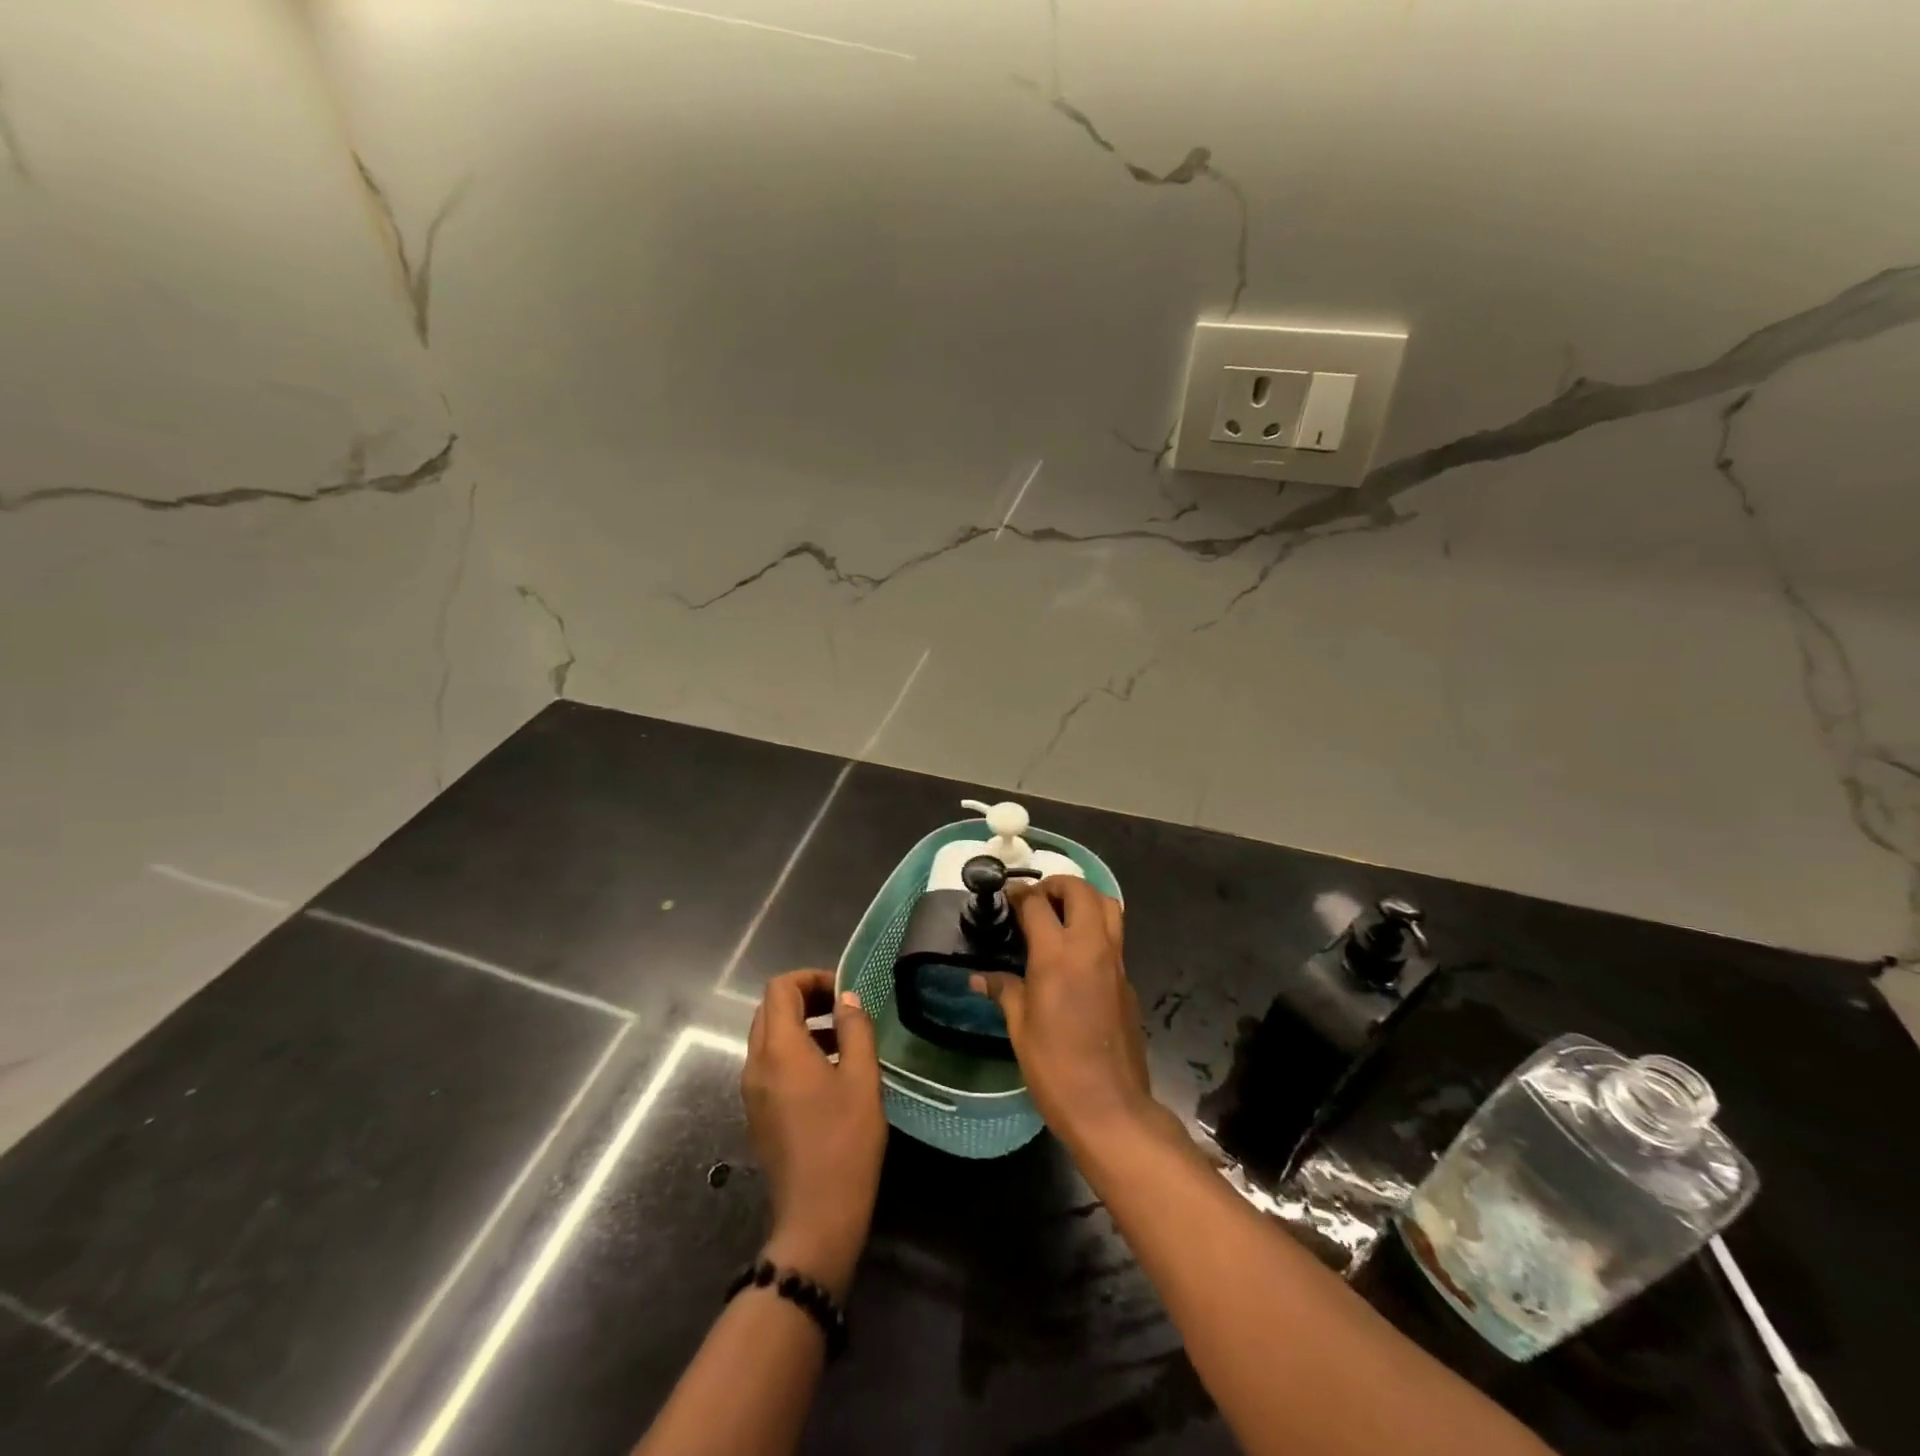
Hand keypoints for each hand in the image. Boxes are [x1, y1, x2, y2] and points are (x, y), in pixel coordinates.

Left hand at [743, 970, 886, 1300]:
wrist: (816, 1218)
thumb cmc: (844, 1142)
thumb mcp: (862, 1078)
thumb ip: (855, 1029)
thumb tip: (847, 999)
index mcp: (778, 1049)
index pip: (779, 989)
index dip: (810, 979)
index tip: (842, 993)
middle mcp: (755, 1064)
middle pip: (770, 1010)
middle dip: (805, 999)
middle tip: (843, 1010)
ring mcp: (751, 1092)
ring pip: (768, 1038)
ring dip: (800, 1026)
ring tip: (842, 1041)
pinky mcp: (757, 1114)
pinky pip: (769, 1065)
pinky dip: (794, 1053)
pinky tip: (828, 1075)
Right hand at [971, 877, 1158, 1152]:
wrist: (1110, 1106)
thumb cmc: (1055, 1068)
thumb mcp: (1020, 1028)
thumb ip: (1004, 991)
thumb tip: (978, 977)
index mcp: (1057, 956)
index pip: (1037, 904)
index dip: (1019, 894)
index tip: (1007, 896)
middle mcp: (1091, 948)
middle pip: (1081, 891)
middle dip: (1057, 884)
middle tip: (1036, 899)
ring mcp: (1115, 962)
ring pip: (1108, 906)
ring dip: (1084, 899)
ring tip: (1061, 915)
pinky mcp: (1128, 980)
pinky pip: (1115, 937)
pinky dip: (1096, 928)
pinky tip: (1076, 954)